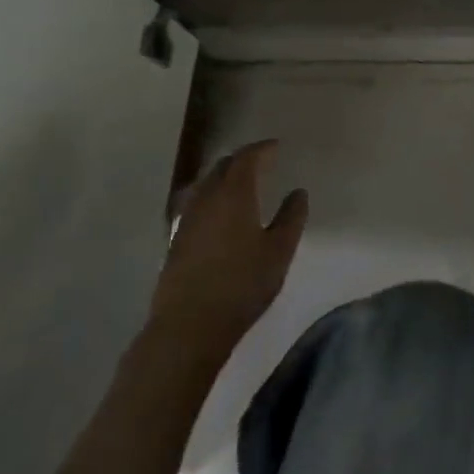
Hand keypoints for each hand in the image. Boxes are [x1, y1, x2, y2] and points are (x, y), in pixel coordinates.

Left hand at [148, 140, 307, 367]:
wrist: (188, 326)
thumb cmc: (242, 285)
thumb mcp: (279, 252)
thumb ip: (291, 217)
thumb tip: (298, 192)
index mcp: (234, 193)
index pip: (247, 158)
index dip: (262, 149)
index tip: (276, 147)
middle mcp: (207, 198)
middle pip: (223, 166)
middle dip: (242, 160)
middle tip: (261, 162)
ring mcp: (186, 218)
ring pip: (206, 184)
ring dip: (224, 177)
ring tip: (241, 184)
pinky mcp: (176, 239)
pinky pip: (196, 202)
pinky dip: (212, 196)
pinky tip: (219, 212)